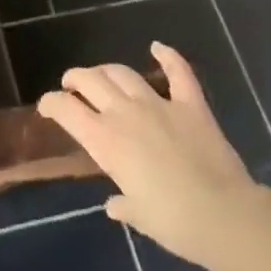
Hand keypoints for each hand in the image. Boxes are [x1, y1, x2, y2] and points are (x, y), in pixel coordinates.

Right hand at [36, 42, 260, 269]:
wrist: (223, 215)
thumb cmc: (173, 222)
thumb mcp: (138, 215)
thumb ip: (122, 204)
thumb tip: (115, 205)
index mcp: (104, 140)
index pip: (65, 108)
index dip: (50, 103)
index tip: (47, 107)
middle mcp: (124, 113)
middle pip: (90, 80)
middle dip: (75, 79)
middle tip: (73, 86)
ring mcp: (158, 104)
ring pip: (123, 73)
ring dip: (107, 71)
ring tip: (103, 76)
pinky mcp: (191, 105)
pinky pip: (179, 72)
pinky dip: (168, 56)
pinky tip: (158, 47)